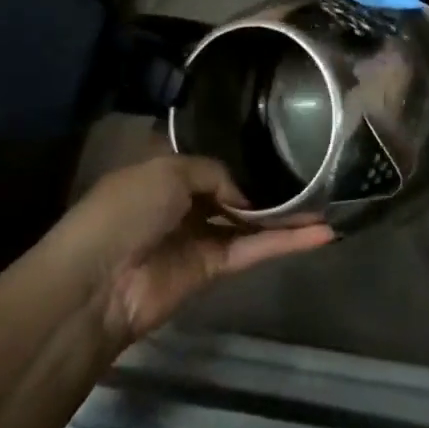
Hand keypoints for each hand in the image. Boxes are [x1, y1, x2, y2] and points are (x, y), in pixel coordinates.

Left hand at [45, 155, 332, 346]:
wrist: (99, 281)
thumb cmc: (126, 210)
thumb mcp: (169, 170)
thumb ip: (214, 173)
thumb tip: (245, 196)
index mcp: (166, 172)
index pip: (211, 162)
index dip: (242, 157)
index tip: (280, 146)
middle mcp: (184, 203)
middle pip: (235, 193)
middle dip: (270, 187)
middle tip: (315, 176)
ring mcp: (199, 237)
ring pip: (251, 223)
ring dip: (287, 216)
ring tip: (329, 203)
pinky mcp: (213, 270)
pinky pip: (253, 249)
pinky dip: (285, 242)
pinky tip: (320, 233)